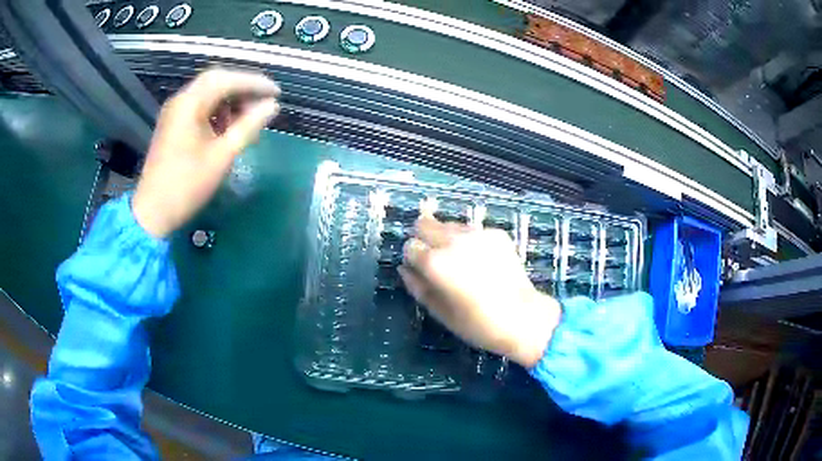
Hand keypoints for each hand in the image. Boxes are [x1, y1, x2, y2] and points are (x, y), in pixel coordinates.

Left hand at [132, 69, 280, 237]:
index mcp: (190, 103)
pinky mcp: (172, 124)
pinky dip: (217, 110)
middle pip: (216, 81)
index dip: (255, 83)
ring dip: (230, 99)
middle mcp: (180, 100)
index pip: (227, 80)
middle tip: (264, 101)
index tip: (277, 93)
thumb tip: (272, 106)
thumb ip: (249, 126)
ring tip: (248, 117)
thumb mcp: (222, 155)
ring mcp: (174, 112)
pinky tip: (228, 125)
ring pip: (207, 93)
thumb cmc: (188, 185)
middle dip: (242, 88)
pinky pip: (199, 107)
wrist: (153, 212)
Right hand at [399, 216, 561, 367]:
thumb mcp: (440, 312)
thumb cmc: (477, 323)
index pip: (409, 246)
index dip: (413, 259)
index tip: (421, 271)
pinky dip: (469, 241)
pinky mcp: (496, 233)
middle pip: (424, 223)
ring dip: (446, 238)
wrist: (523, 317)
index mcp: (435, 262)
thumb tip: (405, 269)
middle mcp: (453, 241)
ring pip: (448, 224)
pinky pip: (472, 231)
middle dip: (424, 238)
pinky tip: (482, 261)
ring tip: (461, 262)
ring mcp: (477, 233)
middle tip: (435, 260)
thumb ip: (417, 287)